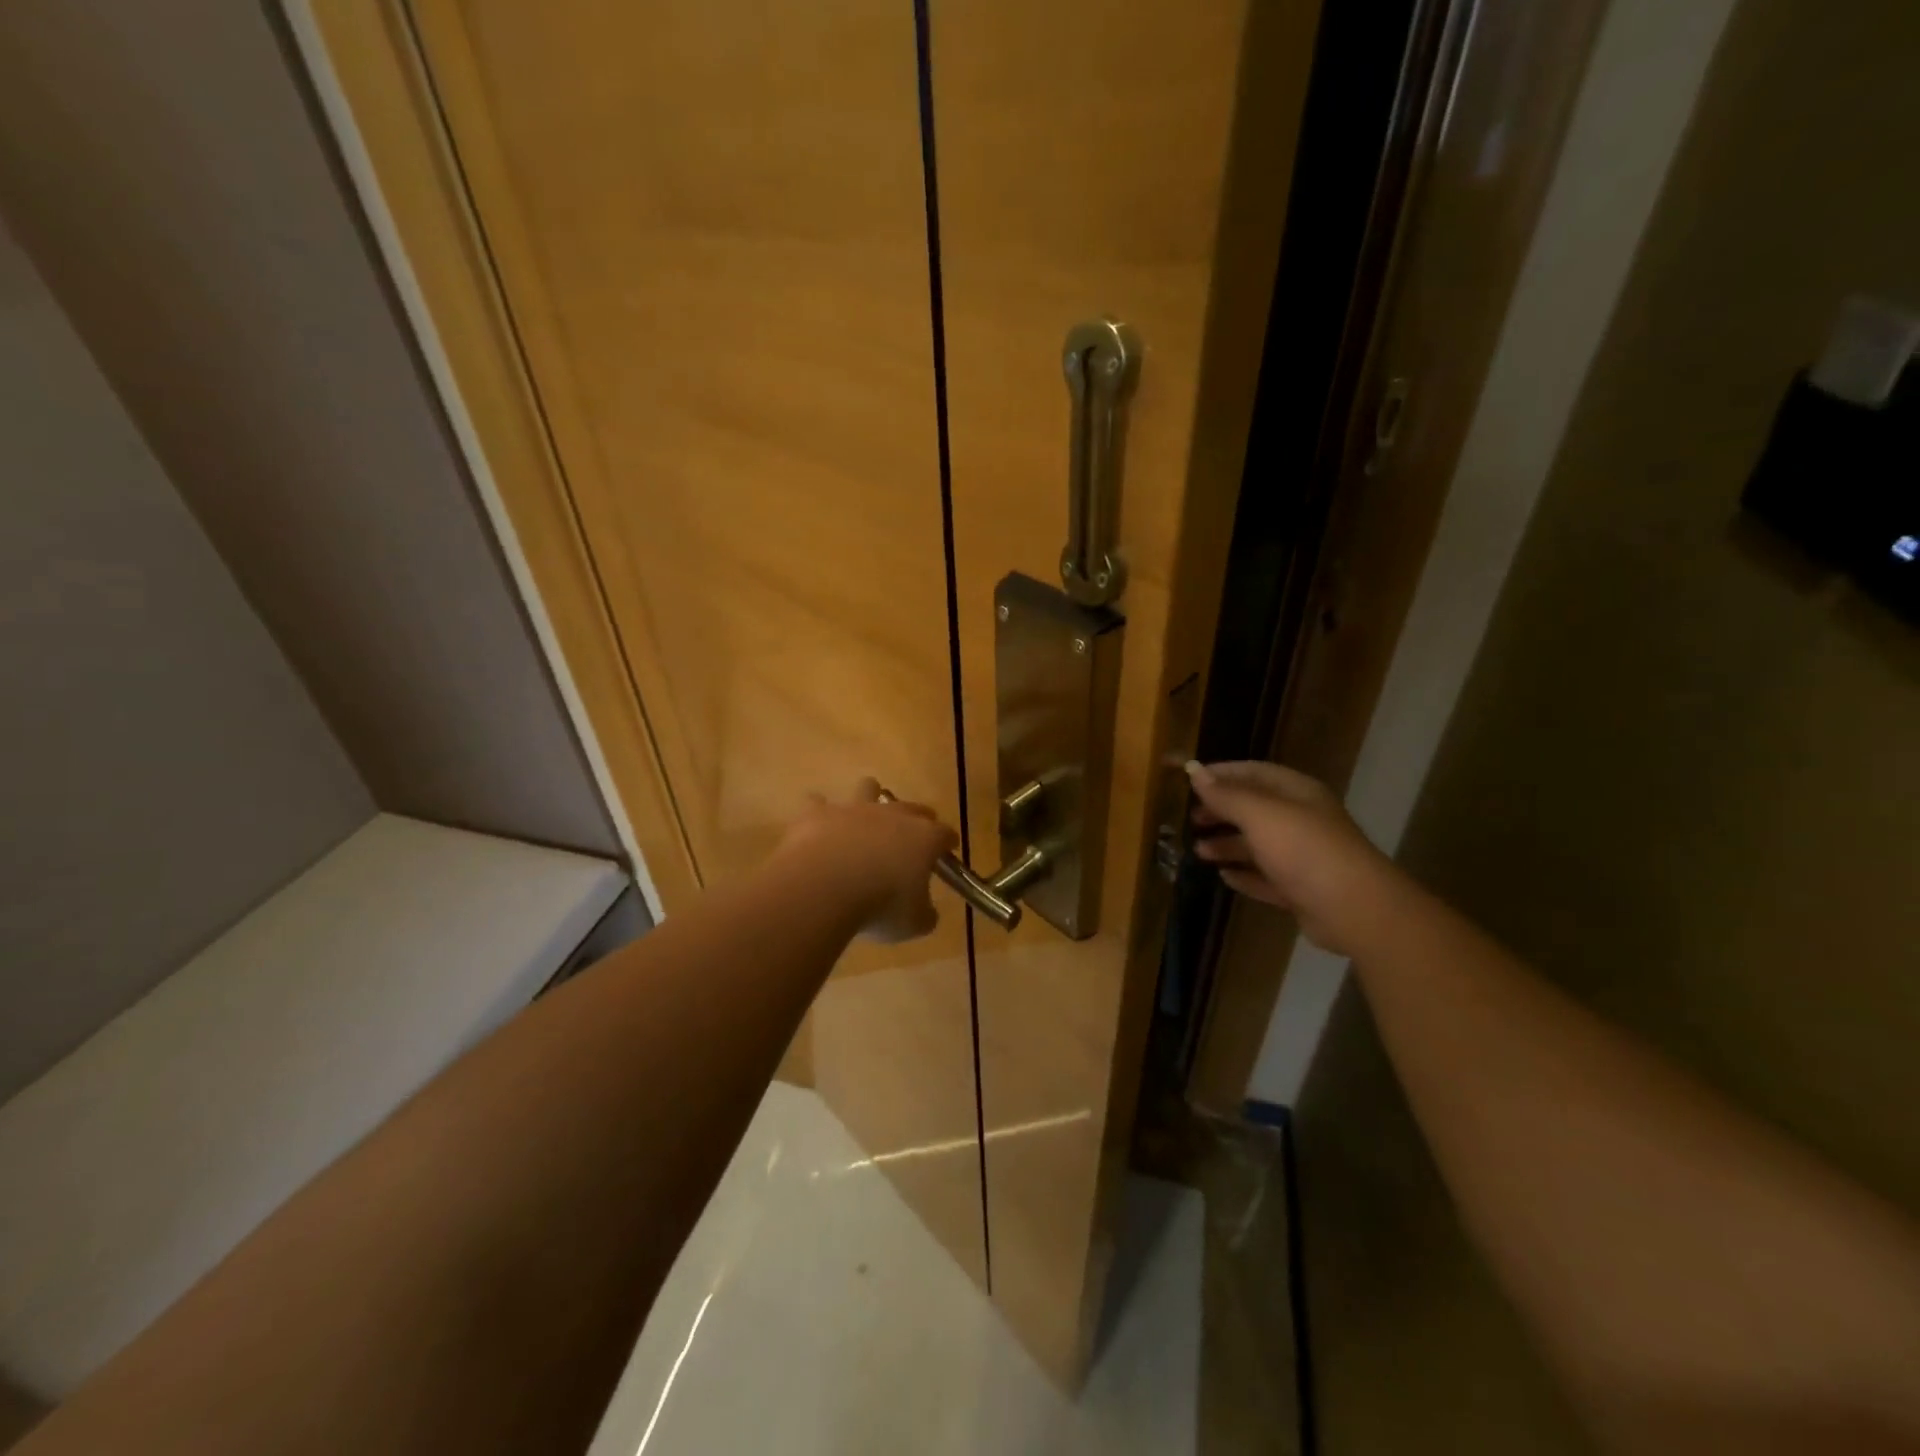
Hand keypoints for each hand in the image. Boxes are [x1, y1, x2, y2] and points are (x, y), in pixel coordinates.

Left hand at [776, 779, 957, 942]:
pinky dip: (819, 812)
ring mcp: (853, 809)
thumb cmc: (880, 906)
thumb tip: (926, 912)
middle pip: (911, 807)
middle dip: (916, 817)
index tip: (948, 848)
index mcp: (923, 838)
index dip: (947, 841)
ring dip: (869, 797)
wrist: (824, 887)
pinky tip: (816, 825)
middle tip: (913, 835)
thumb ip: (924, 914)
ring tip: (864, 815)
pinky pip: (818, 803)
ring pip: (868, 788)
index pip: (944, 834)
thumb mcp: (913, 923)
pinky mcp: (817, 813)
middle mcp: (891, 815)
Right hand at [1186, 760, 1394, 955]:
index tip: (1190, 780)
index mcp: (1297, 793)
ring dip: (1227, 845)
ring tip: (1198, 851)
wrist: (1354, 909)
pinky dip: (1245, 875)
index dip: (1222, 773)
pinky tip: (1223, 877)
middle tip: (1191, 819)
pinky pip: (1266, 877)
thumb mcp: (1259, 814)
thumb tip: (1194, 771)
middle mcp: (1301, 820)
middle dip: (1222, 811)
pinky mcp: (1301, 890)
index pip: (1255, 772)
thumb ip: (1226, 794)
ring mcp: (1303, 857)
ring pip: (1258, 845)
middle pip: (1255, 808)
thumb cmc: (1304, 849)